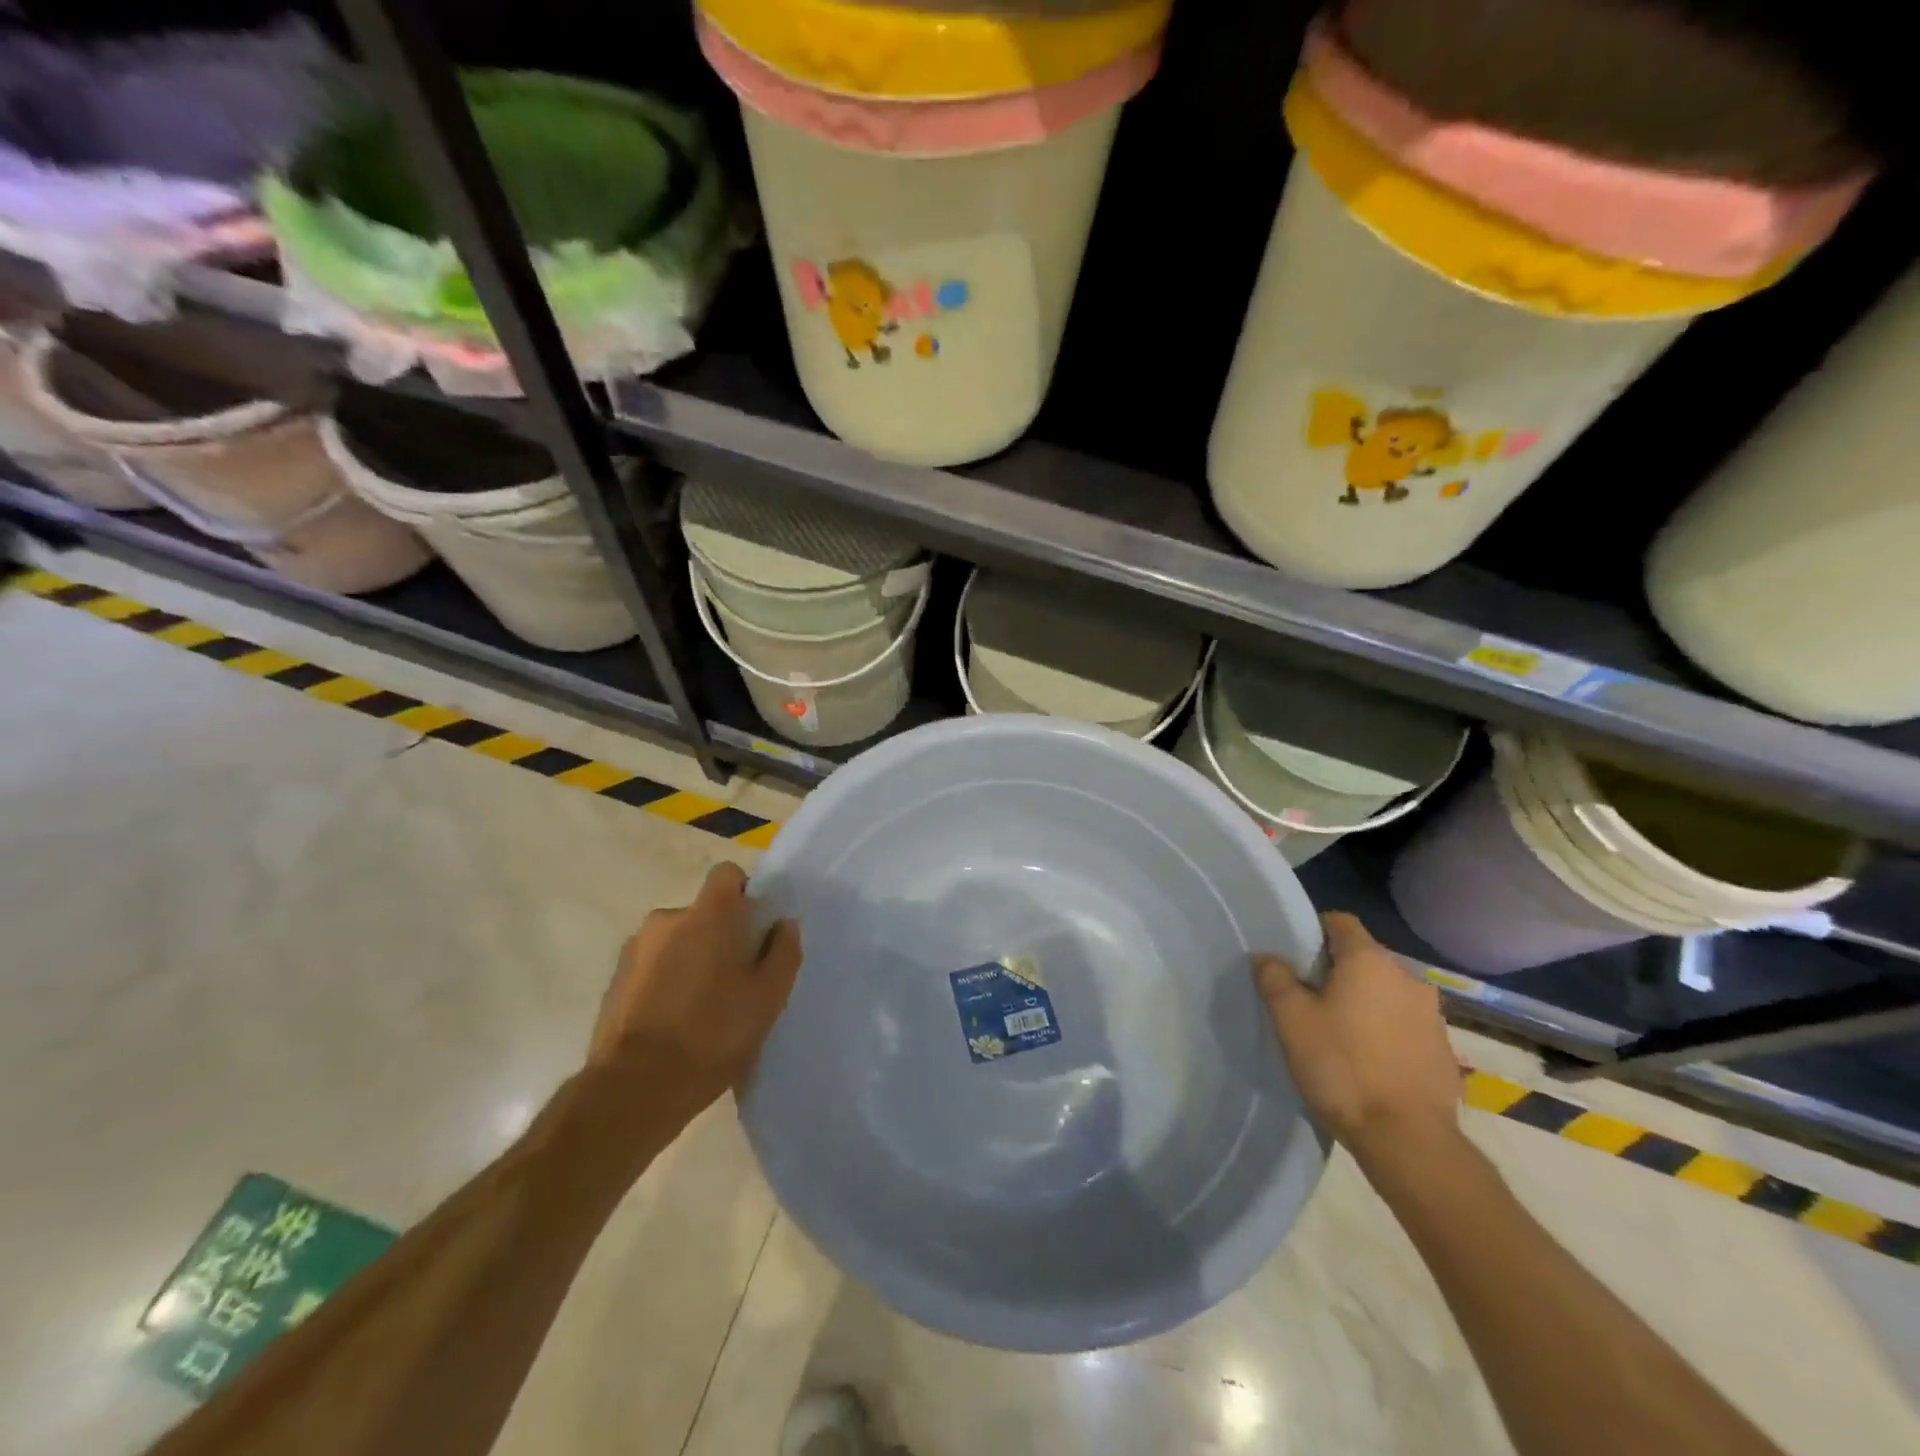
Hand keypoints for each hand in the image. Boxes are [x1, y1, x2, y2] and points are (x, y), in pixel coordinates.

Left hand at [589, 863, 801, 1118]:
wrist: (634, 1088)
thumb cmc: (712, 1034)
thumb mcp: (768, 997)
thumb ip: (783, 951)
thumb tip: (783, 924)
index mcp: (708, 914)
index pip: (728, 874)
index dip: (745, 894)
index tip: (755, 928)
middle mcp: (667, 919)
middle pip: (703, 913)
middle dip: (719, 936)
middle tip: (735, 978)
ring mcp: (635, 949)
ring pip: (676, 941)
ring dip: (690, 960)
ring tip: (702, 1007)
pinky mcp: (615, 981)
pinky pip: (652, 967)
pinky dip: (665, 982)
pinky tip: (674, 1022)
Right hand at [1252, 913, 1461, 1171]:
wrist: (1408, 1140)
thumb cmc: (1342, 1068)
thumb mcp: (1291, 1020)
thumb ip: (1275, 978)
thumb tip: (1268, 957)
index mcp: (1369, 961)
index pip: (1340, 922)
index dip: (1313, 931)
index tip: (1294, 958)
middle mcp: (1407, 977)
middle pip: (1364, 958)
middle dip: (1337, 971)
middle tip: (1309, 999)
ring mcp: (1432, 1015)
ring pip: (1386, 992)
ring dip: (1364, 1002)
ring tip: (1339, 1033)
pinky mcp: (1444, 1050)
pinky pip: (1405, 1024)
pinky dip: (1386, 1031)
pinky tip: (1369, 1062)